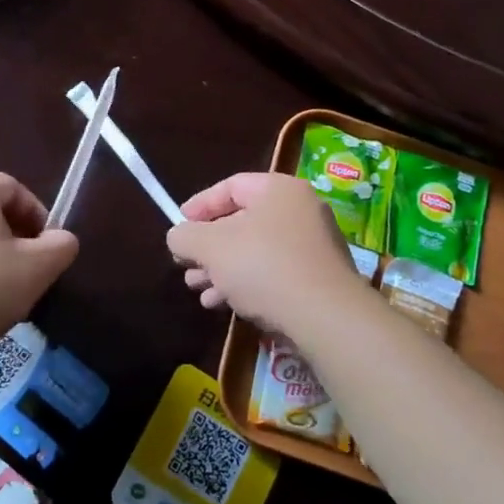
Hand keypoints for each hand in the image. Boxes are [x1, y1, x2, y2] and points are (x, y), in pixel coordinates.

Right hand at [165, 172, 369, 335]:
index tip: (179, 225)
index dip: (199, 205)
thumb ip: (185, 236)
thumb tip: (178, 236)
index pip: (231, 186)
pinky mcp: (319, 279)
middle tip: (186, 264)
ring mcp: (314, 246)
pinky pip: (275, 272)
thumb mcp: (210, 246)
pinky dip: (247, 283)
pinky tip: (224, 304)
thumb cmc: (263, 266)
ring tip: (199, 289)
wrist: (325, 316)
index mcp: (278, 189)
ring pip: (257, 250)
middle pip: (242, 221)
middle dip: (209, 246)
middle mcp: (301, 210)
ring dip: (223, 269)